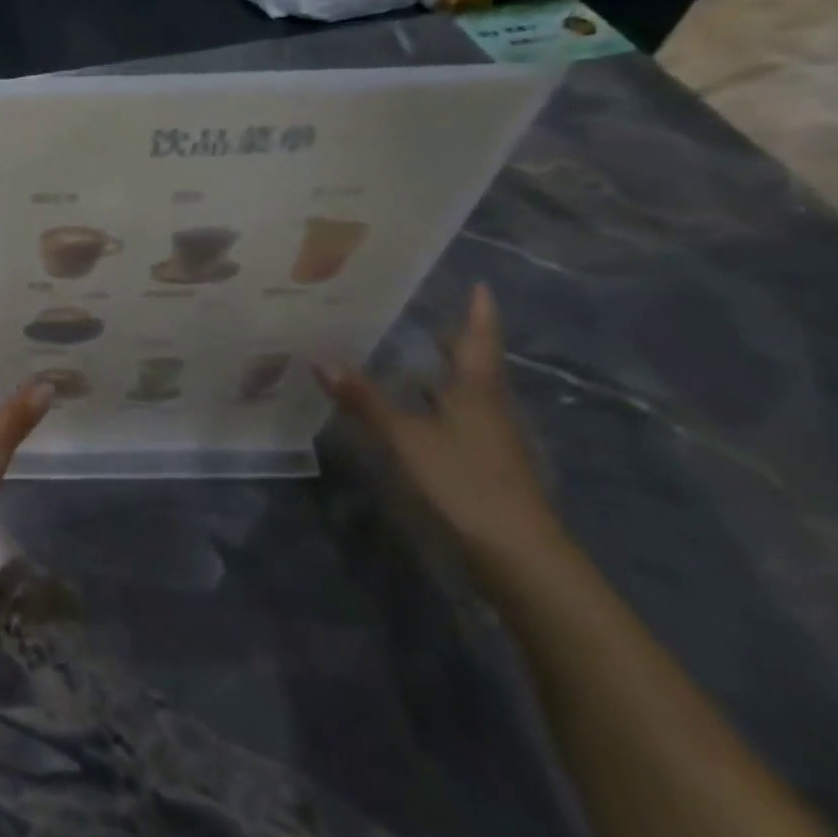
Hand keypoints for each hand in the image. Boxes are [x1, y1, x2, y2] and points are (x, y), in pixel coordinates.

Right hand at [318, 284, 562, 571]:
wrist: (517, 551)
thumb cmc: (464, 481)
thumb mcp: (406, 438)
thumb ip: (365, 400)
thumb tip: (320, 359)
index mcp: (476, 390)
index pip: (479, 340)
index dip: (480, 312)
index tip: (480, 285)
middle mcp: (488, 406)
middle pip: (476, 364)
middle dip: (460, 340)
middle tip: (434, 315)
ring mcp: (490, 437)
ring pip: (468, 392)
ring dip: (447, 371)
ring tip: (417, 354)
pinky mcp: (484, 462)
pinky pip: (459, 416)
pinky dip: (439, 402)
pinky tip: (418, 409)